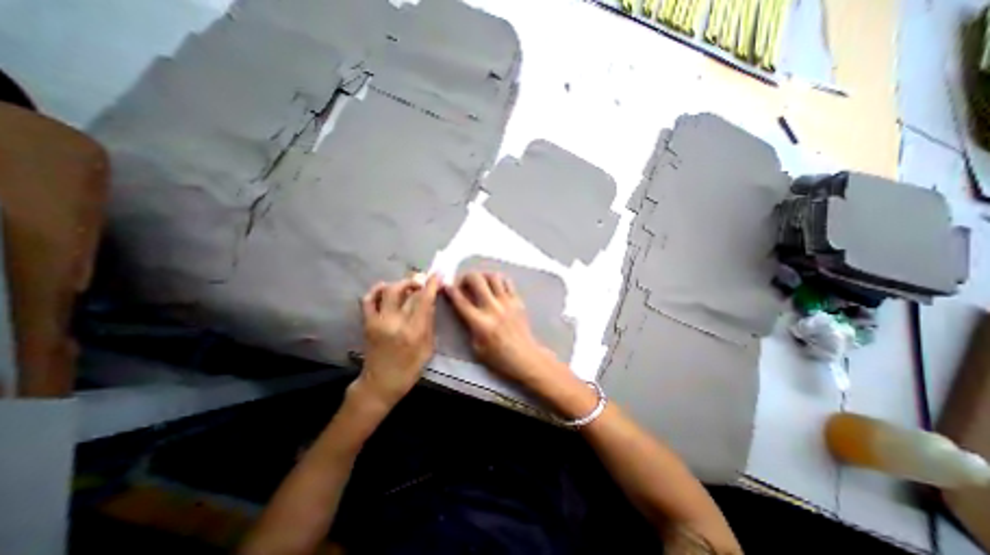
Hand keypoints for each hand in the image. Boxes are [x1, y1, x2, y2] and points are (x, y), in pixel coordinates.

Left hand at [357, 276, 440, 409]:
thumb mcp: (428, 348)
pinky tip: (385, 288)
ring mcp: (377, 321)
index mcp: (413, 331)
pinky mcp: (367, 323)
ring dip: (399, 283)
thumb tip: (430, 301)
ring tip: (407, 286)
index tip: (436, 274)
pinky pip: (368, 300)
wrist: (380, 383)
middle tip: (422, 281)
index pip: (423, 300)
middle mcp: (394, 322)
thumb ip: (429, 323)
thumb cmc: (409, 369)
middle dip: (414, 280)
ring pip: (386, 291)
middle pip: (402, 290)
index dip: (431, 285)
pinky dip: (376, 290)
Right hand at [445, 270, 559, 385]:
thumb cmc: (498, 357)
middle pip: (476, 280)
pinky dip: (498, 280)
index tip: (446, 285)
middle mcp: (493, 308)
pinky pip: (507, 282)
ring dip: (483, 276)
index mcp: (480, 323)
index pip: (461, 301)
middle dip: (466, 277)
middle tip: (464, 283)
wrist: (524, 356)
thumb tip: (465, 308)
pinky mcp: (518, 301)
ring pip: (493, 276)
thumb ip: (469, 326)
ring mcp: (507, 302)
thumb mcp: (476, 346)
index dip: (451, 290)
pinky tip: (495, 287)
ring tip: (480, 282)